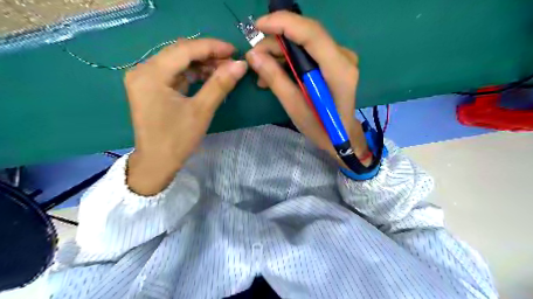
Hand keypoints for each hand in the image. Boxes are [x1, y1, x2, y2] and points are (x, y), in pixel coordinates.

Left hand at [125, 39, 247, 195]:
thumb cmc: (177, 140)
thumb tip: (240, 65)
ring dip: (201, 64)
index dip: (211, 47)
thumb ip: (220, 84)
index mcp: (151, 74)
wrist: (157, 163)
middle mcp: (143, 70)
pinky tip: (208, 77)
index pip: (184, 50)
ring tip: (223, 70)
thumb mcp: (201, 111)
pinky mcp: (150, 87)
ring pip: (177, 61)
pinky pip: (174, 73)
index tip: (234, 50)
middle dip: (207, 55)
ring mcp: (145, 78)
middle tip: (231, 62)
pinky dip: (192, 73)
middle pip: (179, 52)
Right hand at [247, 12, 368, 167]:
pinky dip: (289, 59)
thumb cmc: (321, 127)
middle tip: (254, 57)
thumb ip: (276, 79)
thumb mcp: (295, 108)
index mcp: (338, 70)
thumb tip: (252, 56)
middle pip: (306, 35)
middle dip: (276, 41)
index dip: (283, 23)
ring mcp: (341, 58)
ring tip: (262, 71)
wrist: (341, 135)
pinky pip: (308, 51)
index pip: (311, 33)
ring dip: (280, 52)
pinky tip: (275, 73)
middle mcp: (344, 57)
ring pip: (304, 42)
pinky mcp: (335, 61)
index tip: (257, 26)